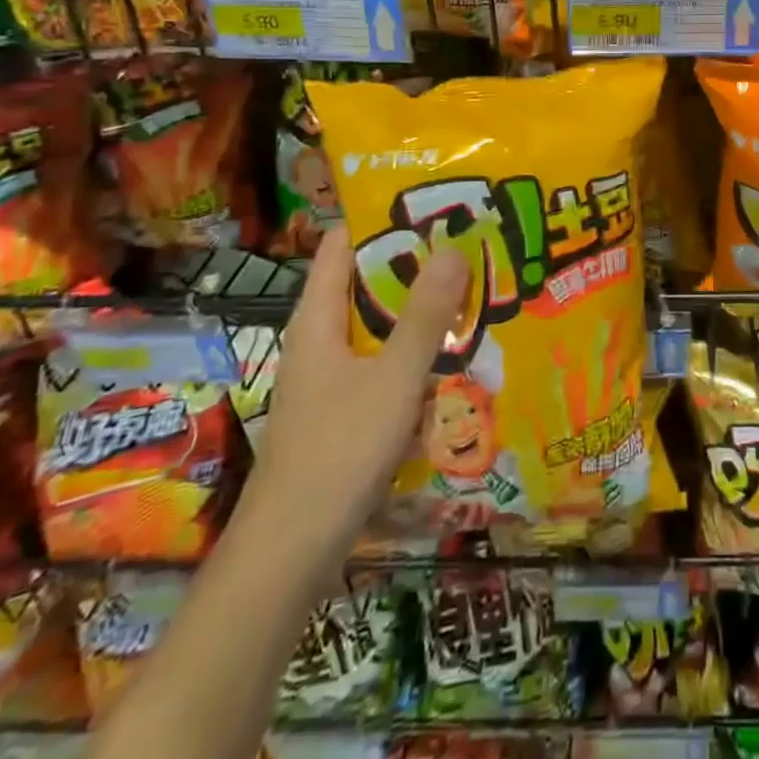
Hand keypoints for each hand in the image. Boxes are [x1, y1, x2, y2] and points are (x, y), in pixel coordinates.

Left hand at [242, 226, 466, 552]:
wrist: (289, 556)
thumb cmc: (338, 452)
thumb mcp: (393, 378)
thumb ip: (424, 315)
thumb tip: (453, 247)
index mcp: (317, 321)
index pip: (341, 246)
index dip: (380, 218)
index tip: (431, 202)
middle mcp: (318, 342)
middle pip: (363, 285)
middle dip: (413, 265)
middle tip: (467, 245)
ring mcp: (328, 381)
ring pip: (376, 329)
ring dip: (416, 312)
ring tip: (470, 294)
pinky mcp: (340, 414)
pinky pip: (381, 366)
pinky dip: (412, 354)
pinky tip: (449, 362)